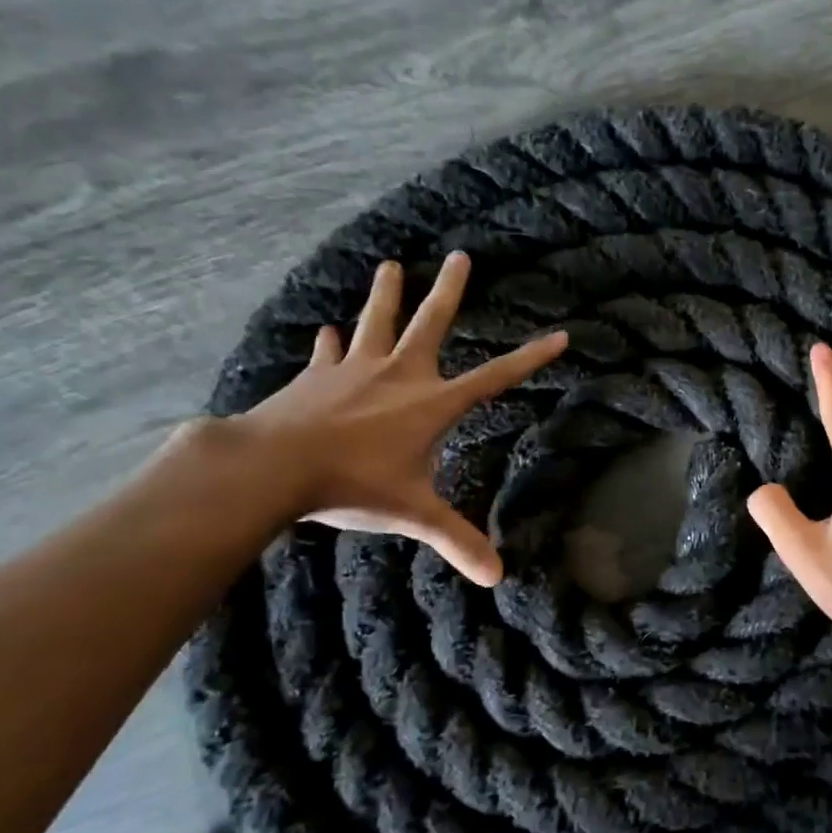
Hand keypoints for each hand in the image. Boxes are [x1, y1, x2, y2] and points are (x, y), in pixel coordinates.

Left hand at [232, 255, 565, 585]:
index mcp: (432, 404)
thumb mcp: (415, 514)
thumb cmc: (353, 485)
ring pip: (376, 321)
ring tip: (390, 264)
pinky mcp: (315, 377)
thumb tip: (499, 577)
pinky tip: (329, 330)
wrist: (271, 466)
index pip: (496, 378)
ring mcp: (354, 370)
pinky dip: (331, 342)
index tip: (560, 335)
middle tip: (460, 255)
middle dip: (449, 290)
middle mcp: (398, 375)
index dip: (531, 358)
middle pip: (430, 323)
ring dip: (386, 294)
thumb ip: (457, 541)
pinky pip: (328, 352)